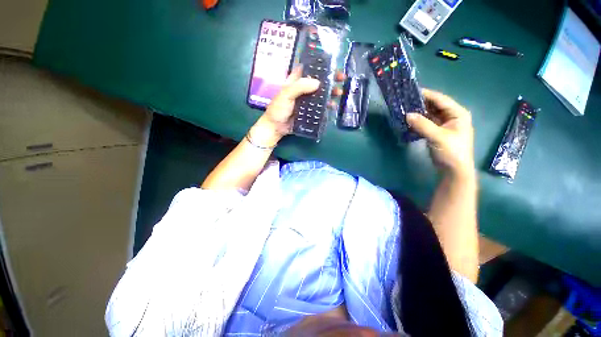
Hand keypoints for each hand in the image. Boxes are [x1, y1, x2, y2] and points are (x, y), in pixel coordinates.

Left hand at [250, 67, 344, 147]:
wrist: (276, 127)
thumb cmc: (278, 109)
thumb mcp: (286, 95)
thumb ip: (299, 87)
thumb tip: (318, 82)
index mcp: (296, 81)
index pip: (309, 68)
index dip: (321, 64)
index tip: (333, 63)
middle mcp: (303, 89)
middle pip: (319, 81)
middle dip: (331, 78)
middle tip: (342, 78)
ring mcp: (307, 100)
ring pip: (321, 94)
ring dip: (331, 92)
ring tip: (339, 92)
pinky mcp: (310, 111)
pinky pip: (320, 107)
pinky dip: (327, 106)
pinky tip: (333, 106)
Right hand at [406, 89, 474, 178]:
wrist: (453, 170)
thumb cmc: (451, 151)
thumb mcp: (438, 137)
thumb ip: (422, 125)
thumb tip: (407, 115)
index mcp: (457, 113)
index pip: (441, 99)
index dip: (427, 94)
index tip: (411, 91)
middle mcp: (451, 116)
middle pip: (434, 106)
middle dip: (420, 103)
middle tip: (405, 100)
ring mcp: (443, 124)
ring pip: (429, 114)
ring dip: (418, 113)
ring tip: (404, 109)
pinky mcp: (436, 132)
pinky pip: (425, 123)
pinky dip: (417, 122)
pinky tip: (408, 120)